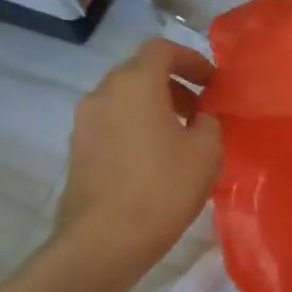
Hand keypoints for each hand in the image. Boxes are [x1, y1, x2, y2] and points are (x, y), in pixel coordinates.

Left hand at [54, 38, 222, 257]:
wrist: (103, 242)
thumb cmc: (162, 188)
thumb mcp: (207, 151)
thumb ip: (209, 122)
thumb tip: (200, 118)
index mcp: (135, 83)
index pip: (161, 49)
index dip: (191, 59)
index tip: (213, 83)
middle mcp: (103, 93)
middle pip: (140, 72)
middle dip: (174, 85)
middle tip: (201, 111)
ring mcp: (84, 122)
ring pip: (125, 99)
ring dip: (154, 108)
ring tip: (181, 138)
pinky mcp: (78, 150)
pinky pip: (113, 124)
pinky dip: (136, 128)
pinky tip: (156, 160)